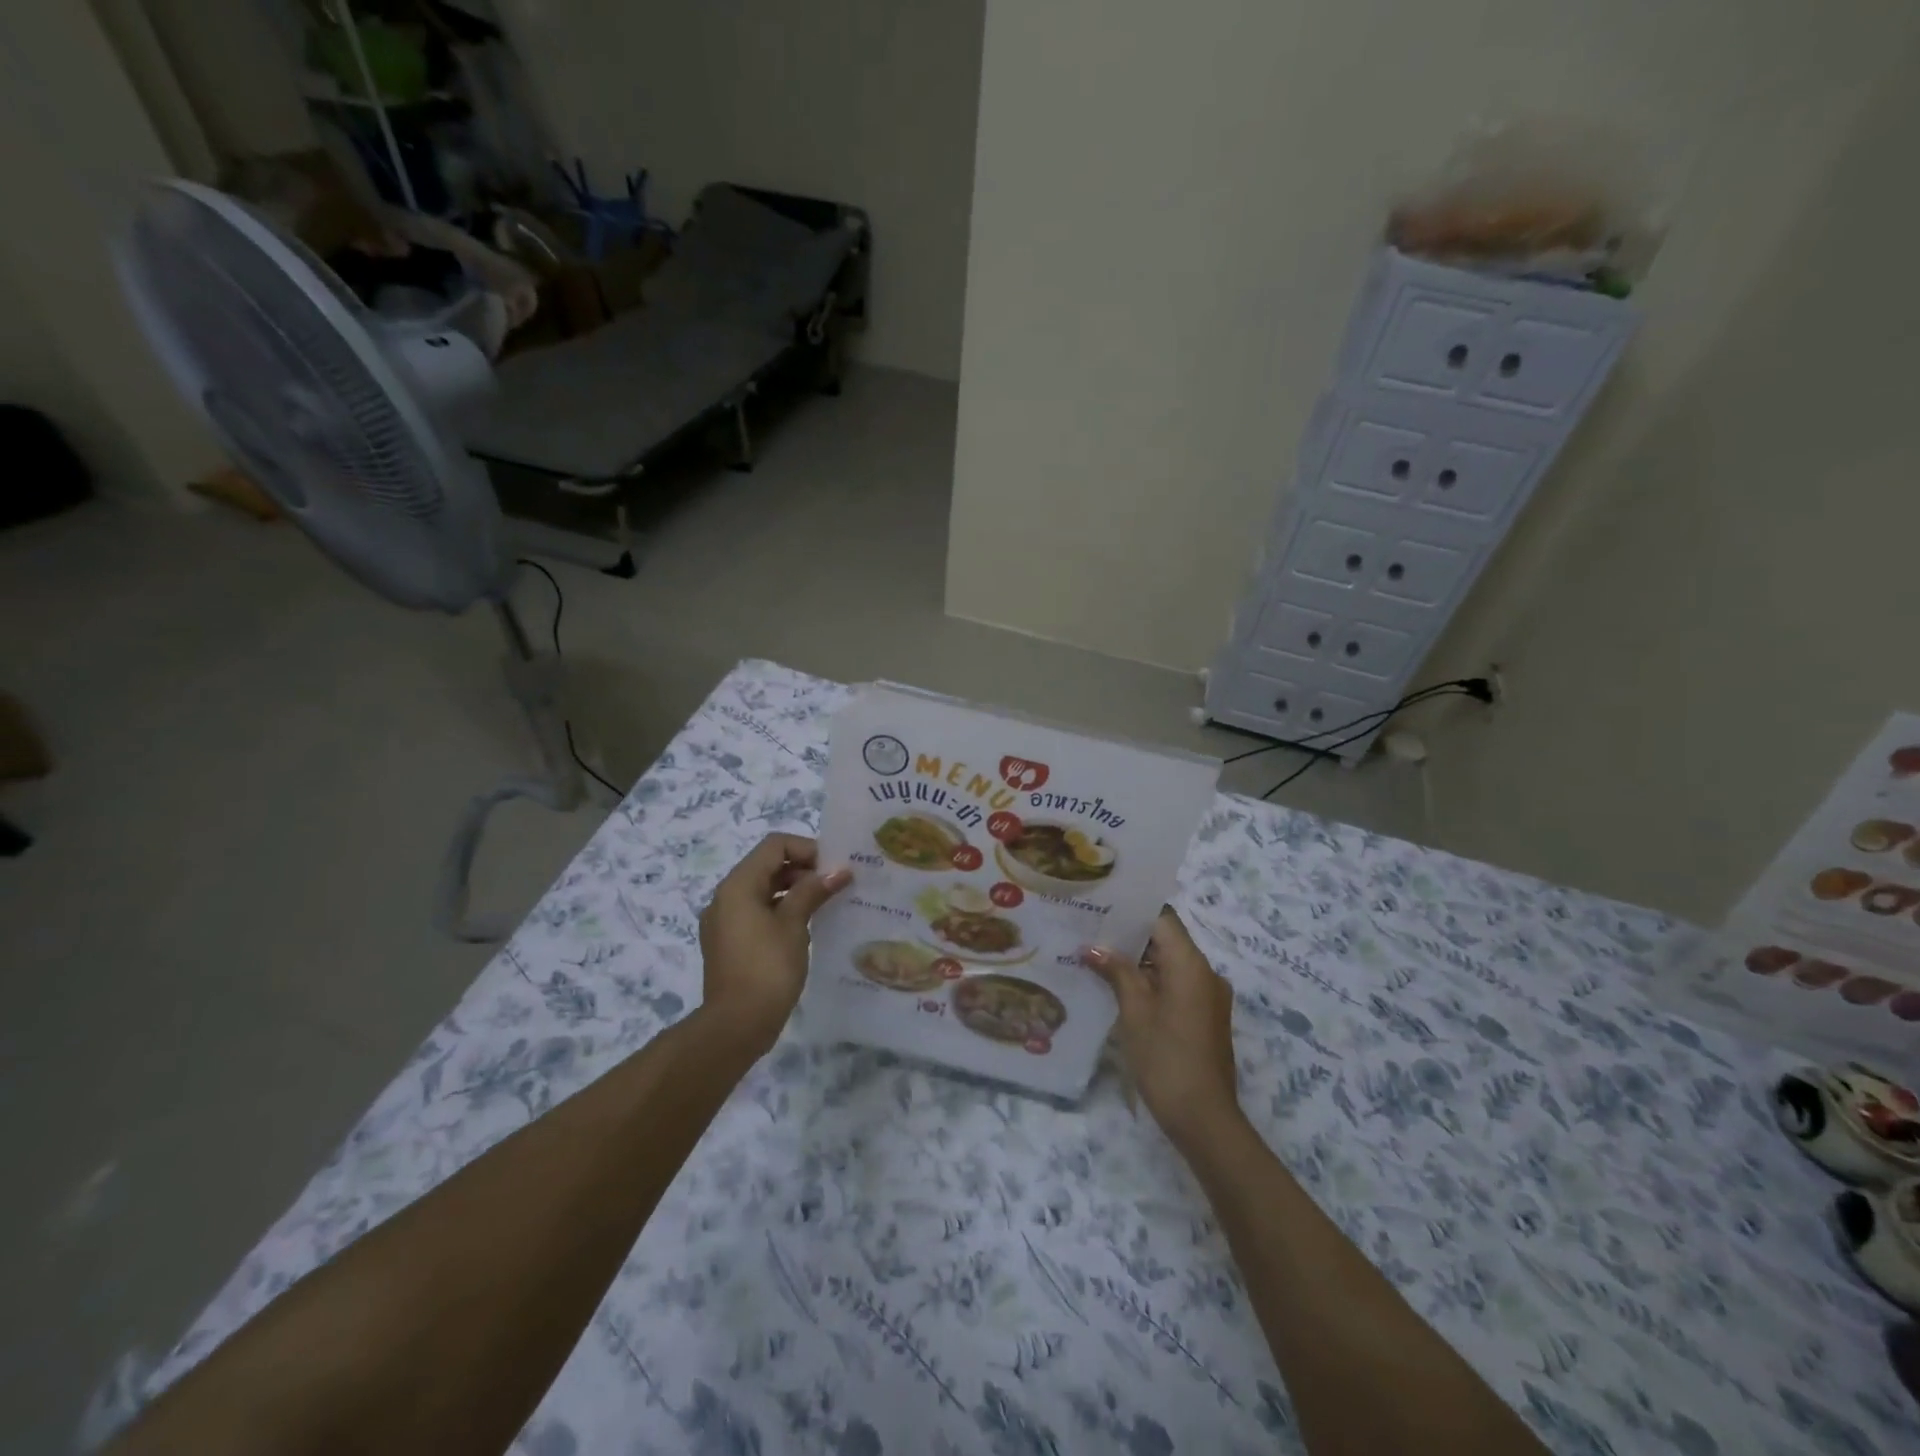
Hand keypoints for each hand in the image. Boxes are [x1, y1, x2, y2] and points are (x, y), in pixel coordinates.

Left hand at [698, 834, 849, 1054]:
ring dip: (794, 891)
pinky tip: (806, 927)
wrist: (735, 1026)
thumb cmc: (767, 968)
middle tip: (835, 885)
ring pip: (763, 890)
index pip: (774, 845)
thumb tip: (839, 870)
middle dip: (803, 870)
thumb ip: (813, 891)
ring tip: (825, 905)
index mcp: (738, 885)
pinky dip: (781, 911)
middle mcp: (725, 897)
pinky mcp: (729, 943)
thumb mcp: (794, 924)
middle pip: (768, 866)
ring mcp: (724, 922)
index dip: (807, 849)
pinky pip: (757, 913)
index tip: (834, 867)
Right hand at [1085, 909, 1242, 1152]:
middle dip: (1130, 936)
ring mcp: (1209, 996)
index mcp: (1191, 964)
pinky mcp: (1206, 1016)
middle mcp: (1206, 972)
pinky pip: (1177, 984)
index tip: (1101, 907)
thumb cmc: (1165, 1058)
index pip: (1163, 919)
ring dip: (1138, 961)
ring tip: (1098, 957)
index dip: (1132, 911)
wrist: (1204, 1119)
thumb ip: (1116, 972)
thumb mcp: (1134, 1011)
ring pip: (1170, 963)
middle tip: (1090, 931)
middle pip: (1167, 940)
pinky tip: (1120, 988)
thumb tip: (1092, 948)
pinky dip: (1151, 981)